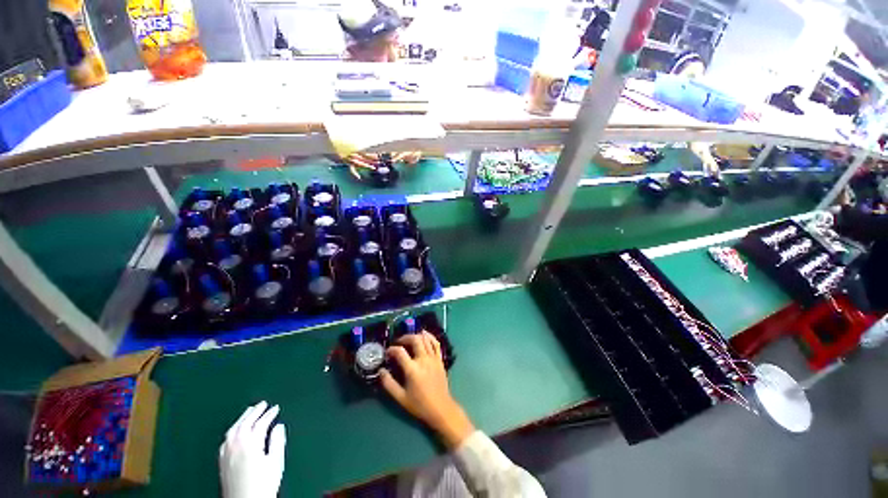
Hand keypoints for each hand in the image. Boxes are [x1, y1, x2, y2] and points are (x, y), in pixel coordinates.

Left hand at [219, 401, 285, 497]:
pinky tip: (236, 431)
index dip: (269, 414)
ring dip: (242, 418)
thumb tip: (278, 426)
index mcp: (250, 445)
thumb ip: (277, 441)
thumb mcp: (276, 462)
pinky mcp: (221, 462)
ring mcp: (226, 454)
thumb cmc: (263, 485)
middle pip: (244, 423)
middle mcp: (236, 446)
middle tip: (262, 403)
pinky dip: (233, 430)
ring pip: (233, 430)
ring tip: (250, 411)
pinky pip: (226, 440)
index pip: (260, 424)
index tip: (276, 408)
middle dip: (254, 412)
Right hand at [380, 332, 474, 448]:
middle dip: (405, 338)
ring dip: (416, 335)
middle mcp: (424, 360)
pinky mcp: (440, 359)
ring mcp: (433, 358)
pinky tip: (424, 335)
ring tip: (409, 339)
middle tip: (398, 342)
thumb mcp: (400, 398)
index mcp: (412, 369)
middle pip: (415, 340)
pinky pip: (436, 343)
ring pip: (425, 339)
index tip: (387, 352)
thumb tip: (381, 370)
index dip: (392, 349)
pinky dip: (430, 337)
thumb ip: (388, 383)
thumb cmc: (419, 405)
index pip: (400, 352)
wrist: (440, 408)